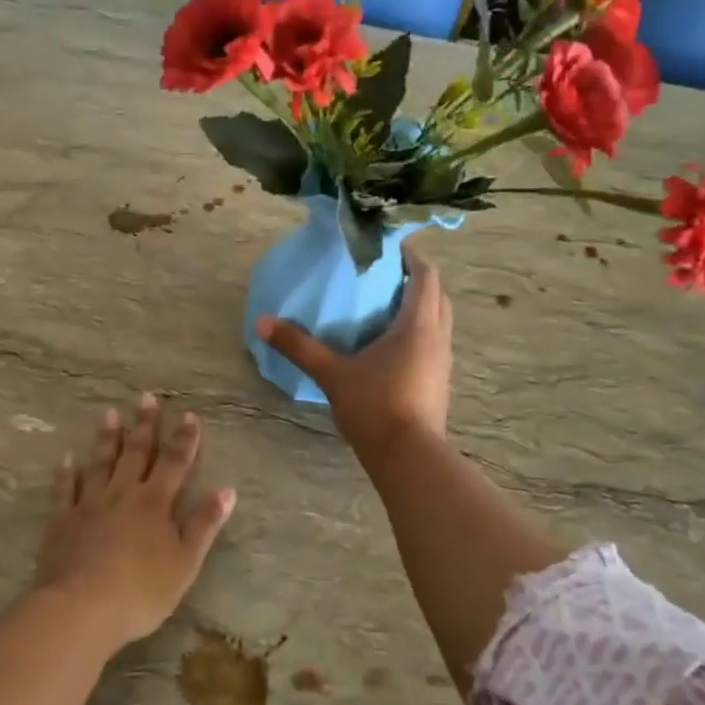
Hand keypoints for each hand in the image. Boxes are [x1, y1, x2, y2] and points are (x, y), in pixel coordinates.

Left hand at [35, 395, 235, 649]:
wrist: (82, 608)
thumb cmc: (142, 590)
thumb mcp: (185, 562)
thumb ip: (204, 524)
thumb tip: (227, 490)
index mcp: (155, 503)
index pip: (174, 463)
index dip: (184, 439)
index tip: (188, 415)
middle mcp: (123, 494)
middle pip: (136, 453)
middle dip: (144, 425)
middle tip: (146, 398)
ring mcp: (90, 504)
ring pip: (100, 463)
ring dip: (107, 438)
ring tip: (109, 414)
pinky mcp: (62, 521)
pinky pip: (64, 490)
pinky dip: (66, 472)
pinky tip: (66, 458)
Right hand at [255, 252, 451, 458]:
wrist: (408, 457)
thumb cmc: (375, 406)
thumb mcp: (332, 374)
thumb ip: (299, 346)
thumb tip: (262, 323)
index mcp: (418, 325)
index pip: (426, 276)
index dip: (411, 256)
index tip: (388, 247)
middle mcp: (438, 337)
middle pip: (437, 295)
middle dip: (417, 280)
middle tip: (385, 275)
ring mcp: (443, 362)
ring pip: (439, 321)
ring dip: (420, 307)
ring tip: (387, 306)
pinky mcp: (440, 383)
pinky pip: (434, 344)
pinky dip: (419, 333)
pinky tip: (392, 346)